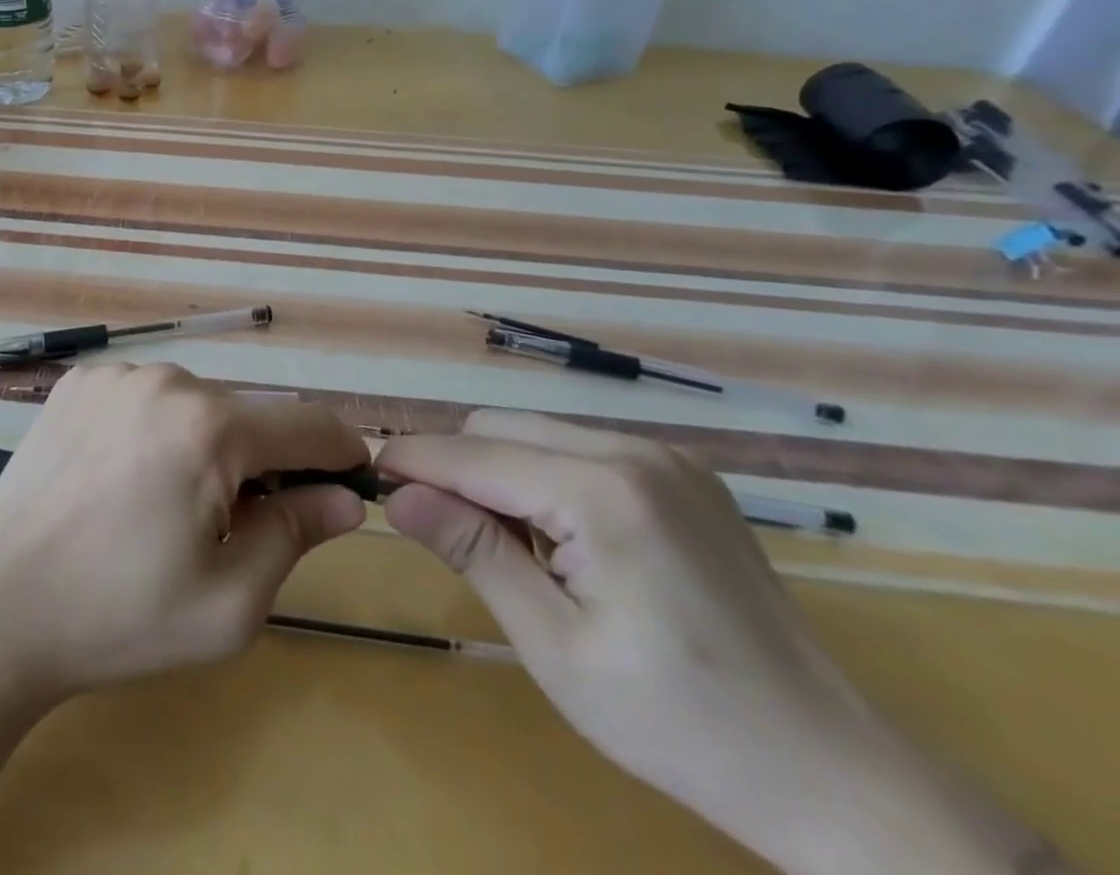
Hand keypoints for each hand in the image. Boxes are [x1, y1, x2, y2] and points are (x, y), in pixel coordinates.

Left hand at [0, 362, 368, 701]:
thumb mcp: (228, 602)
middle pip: (246, 416)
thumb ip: (295, 535)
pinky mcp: (78, 382)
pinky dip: (153, 431)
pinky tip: (119, 479)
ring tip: (163, 508)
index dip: (340, 453)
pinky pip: (143, 399)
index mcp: (211, 427)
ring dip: (203, 445)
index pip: (308, 424)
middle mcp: (167, 379)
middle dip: (260, 463)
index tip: (348, 483)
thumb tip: (343, 498)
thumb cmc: (118, 616)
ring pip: (193, 405)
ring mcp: (116, 374)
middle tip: (232, 527)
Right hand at [377, 410, 1063, 874]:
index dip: (413, 460)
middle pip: (501, 428)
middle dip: (457, 468)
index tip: (368, 475)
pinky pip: (581, 449)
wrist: (835, 775)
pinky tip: (566, 542)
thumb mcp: (555, 646)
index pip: (474, 453)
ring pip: (538, 432)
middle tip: (444, 534)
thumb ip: (473, 553)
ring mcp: (667, 456)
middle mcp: (634, 450)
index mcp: (602, 490)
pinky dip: (547, 478)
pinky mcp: (684, 473)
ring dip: (501, 474)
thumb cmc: (680, 724)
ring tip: (512, 550)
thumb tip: (399, 496)